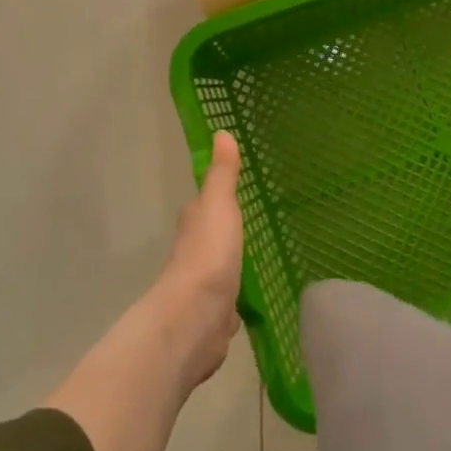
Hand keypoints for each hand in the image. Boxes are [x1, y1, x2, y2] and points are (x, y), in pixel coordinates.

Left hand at [153, 132, 244, 388]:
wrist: (195, 319)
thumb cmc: (208, 255)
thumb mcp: (219, 205)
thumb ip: (223, 174)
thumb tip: (221, 131)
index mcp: (194, 225)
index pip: (203, 206)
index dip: (215, 199)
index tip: (235, 192)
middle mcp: (194, 255)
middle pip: (210, 239)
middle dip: (226, 234)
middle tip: (254, 225)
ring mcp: (203, 289)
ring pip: (220, 272)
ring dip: (231, 268)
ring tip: (257, 261)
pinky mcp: (214, 319)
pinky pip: (228, 305)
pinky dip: (235, 303)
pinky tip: (250, 304)